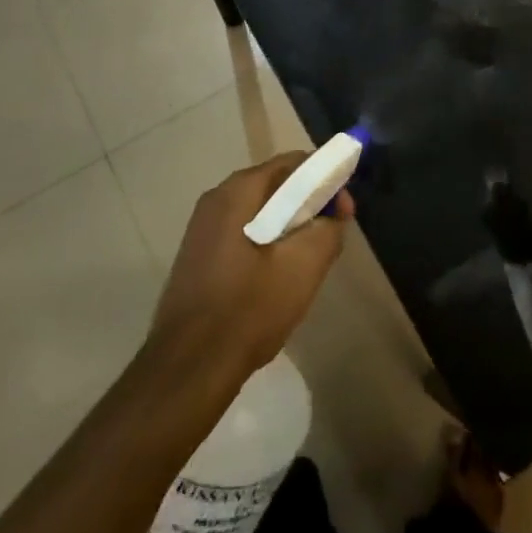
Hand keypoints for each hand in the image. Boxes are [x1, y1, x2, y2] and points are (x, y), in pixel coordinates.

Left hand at [145, 153, 354, 382]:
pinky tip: (275, 278)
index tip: (344, 210)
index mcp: (238, 191)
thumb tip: (337, 209)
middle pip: (275, 185)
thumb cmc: (249, 309)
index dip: (326, 179)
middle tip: (329, 236)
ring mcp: (202, 228)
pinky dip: (266, 243)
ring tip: (305, 261)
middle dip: (307, 204)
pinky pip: (242, 233)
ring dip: (288, 226)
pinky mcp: (197, 255)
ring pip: (259, 212)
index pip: (293, 163)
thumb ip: (328, 229)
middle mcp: (216, 199)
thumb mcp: (303, 267)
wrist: (188, 369)